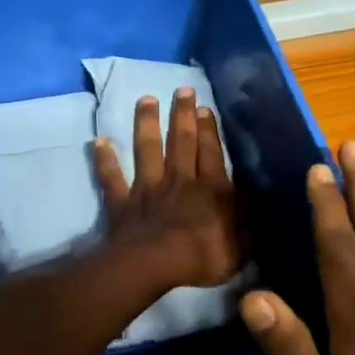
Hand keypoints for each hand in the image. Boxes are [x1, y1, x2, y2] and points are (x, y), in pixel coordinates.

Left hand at [93, 88, 241, 291]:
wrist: (156, 265)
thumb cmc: (205, 256)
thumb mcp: (242, 242)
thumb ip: (248, 219)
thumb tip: (255, 200)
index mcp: (211, 189)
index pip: (211, 152)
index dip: (208, 129)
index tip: (204, 107)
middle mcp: (179, 180)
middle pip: (181, 141)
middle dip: (182, 114)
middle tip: (181, 90)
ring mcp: (148, 189)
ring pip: (147, 149)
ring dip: (146, 123)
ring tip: (146, 100)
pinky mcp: (123, 202)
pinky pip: (112, 178)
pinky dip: (105, 160)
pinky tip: (98, 142)